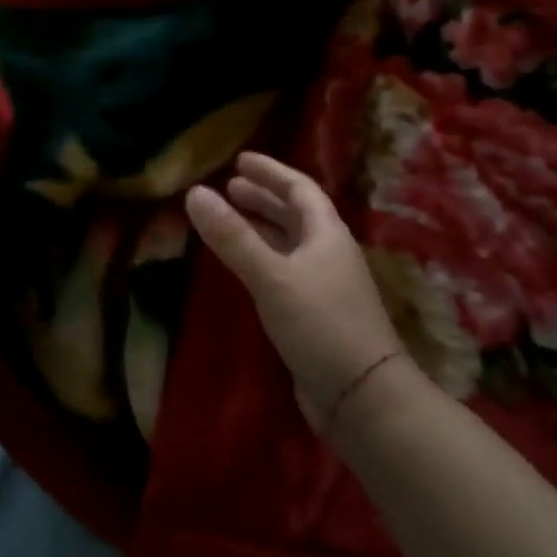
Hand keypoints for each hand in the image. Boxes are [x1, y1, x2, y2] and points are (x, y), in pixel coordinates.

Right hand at [185, 152, 407, 430]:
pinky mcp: (314, 314)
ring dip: (260, 227)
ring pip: (289, 244)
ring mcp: (324, 285)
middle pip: (296, 214)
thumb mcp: (272, 276)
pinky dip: (260, 257)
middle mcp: (328, 254)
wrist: (363, 396)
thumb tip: (194, 193)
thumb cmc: (320, 324)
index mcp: (327, 235)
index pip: (300, 189)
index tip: (240, 160)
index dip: (271, 172)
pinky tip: (242, 265)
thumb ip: (232, 236)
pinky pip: (283, 270)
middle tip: (229, 187)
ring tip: (229, 218)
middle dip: (263, 198)